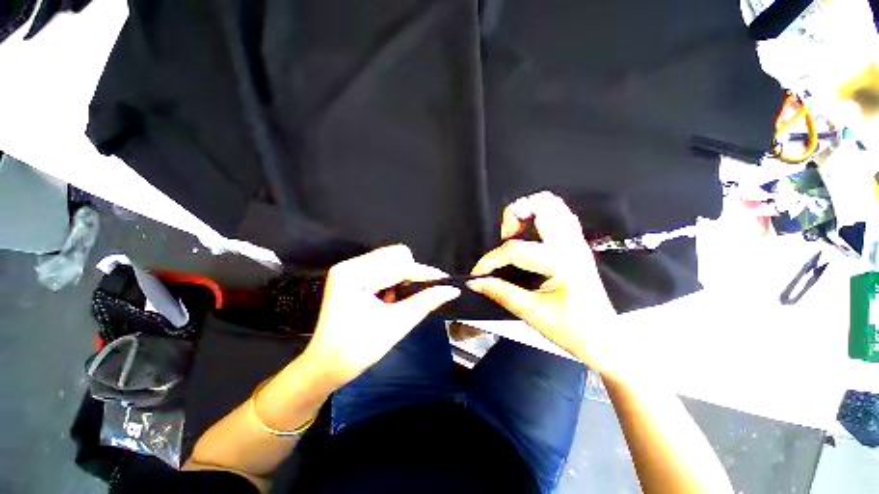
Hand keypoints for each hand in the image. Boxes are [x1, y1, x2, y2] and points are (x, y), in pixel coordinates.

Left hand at [302, 245, 459, 387]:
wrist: (326, 366)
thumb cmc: (358, 349)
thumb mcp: (396, 324)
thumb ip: (425, 302)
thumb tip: (451, 290)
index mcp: (354, 274)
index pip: (399, 264)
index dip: (424, 273)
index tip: (444, 281)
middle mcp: (350, 265)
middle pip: (394, 255)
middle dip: (411, 274)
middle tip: (414, 296)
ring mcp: (349, 269)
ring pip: (390, 260)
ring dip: (402, 277)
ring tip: (397, 301)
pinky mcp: (352, 275)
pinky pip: (382, 268)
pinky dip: (393, 281)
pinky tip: (389, 299)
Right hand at [468, 191, 619, 371]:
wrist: (603, 339)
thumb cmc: (572, 330)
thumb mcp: (532, 313)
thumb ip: (500, 292)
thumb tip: (475, 283)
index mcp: (561, 263)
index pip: (515, 249)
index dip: (490, 260)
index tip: (478, 274)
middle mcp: (571, 244)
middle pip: (541, 205)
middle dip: (514, 216)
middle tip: (504, 239)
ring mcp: (576, 241)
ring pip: (553, 204)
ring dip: (528, 212)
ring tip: (516, 235)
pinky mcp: (576, 243)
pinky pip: (559, 215)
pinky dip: (540, 216)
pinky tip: (530, 235)